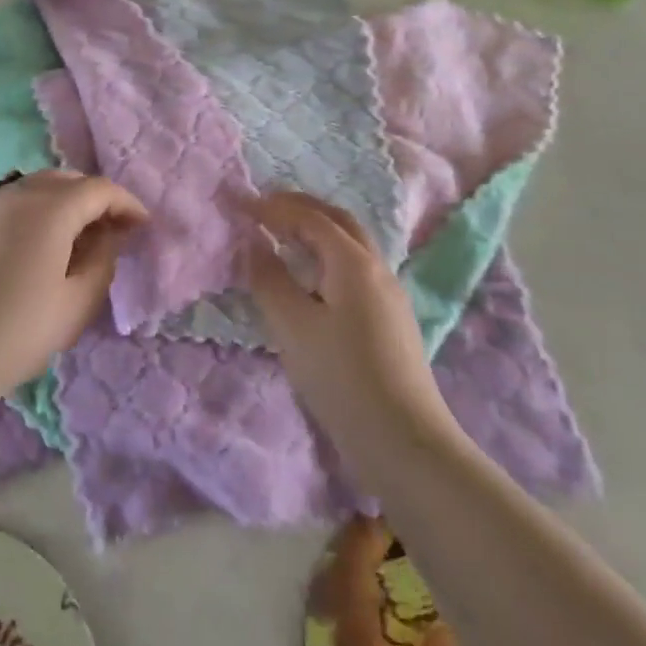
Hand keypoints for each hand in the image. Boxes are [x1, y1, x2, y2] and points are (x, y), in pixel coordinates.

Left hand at [0, 170, 147, 402]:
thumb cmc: (16, 333)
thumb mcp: (76, 303)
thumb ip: (103, 260)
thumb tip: (109, 234)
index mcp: (50, 208)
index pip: (99, 189)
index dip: (126, 204)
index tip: (142, 226)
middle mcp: (17, 194)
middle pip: (67, 180)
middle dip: (95, 199)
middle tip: (111, 231)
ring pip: (37, 188)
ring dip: (64, 203)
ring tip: (76, 239)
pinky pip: (11, 203)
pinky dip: (35, 212)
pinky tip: (36, 247)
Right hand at [244, 192, 460, 457]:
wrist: (404, 441)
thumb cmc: (342, 378)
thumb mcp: (293, 327)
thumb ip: (269, 279)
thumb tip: (253, 243)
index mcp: (354, 263)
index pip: (310, 218)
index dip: (274, 207)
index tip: (241, 204)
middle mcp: (377, 268)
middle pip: (338, 221)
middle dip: (300, 208)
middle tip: (264, 208)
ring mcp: (389, 294)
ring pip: (350, 245)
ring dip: (316, 231)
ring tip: (282, 237)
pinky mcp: (390, 319)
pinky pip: (354, 269)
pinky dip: (326, 256)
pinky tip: (310, 279)